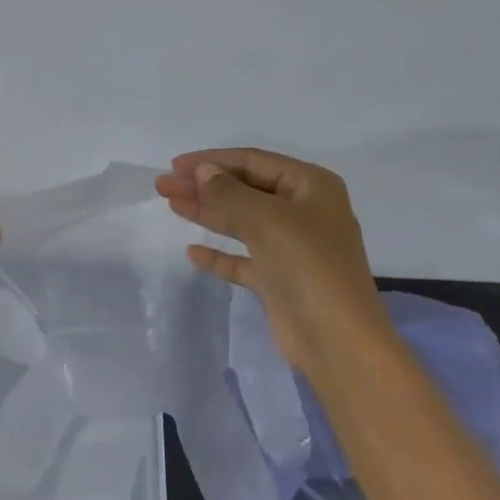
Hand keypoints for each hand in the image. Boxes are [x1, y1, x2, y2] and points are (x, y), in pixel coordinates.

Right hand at [155, 148, 393, 377]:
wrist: (335, 338)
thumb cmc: (306, 265)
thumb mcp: (266, 218)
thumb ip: (229, 192)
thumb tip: (204, 171)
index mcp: (312, 186)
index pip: (254, 161)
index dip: (213, 160)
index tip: (175, 165)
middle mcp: (304, 211)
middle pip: (246, 190)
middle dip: (204, 186)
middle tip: (163, 186)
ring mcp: (292, 247)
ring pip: (242, 222)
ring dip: (208, 213)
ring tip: (171, 205)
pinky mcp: (279, 279)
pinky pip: (243, 259)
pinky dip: (219, 254)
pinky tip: (192, 252)